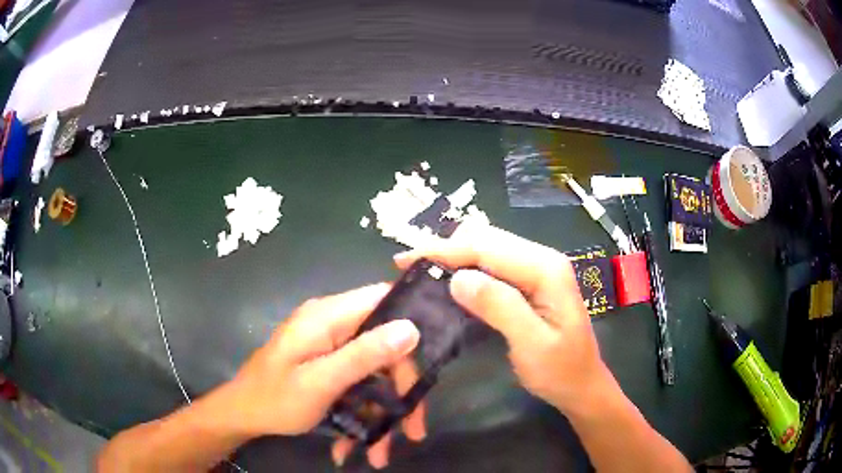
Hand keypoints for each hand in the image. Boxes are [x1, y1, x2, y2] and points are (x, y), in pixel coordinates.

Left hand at [225, 283, 426, 468]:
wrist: (241, 414)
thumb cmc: (275, 398)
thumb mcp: (321, 381)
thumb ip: (364, 355)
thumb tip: (411, 329)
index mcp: (328, 317)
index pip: (383, 299)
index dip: (412, 320)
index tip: (434, 358)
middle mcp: (332, 325)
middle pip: (384, 346)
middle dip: (400, 391)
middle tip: (412, 430)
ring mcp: (330, 346)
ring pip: (373, 372)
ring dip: (379, 413)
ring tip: (380, 452)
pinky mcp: (328, 365)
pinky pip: (356, 384)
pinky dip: (359, 413)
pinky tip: (352, 445)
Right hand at [394, 226, 616, 412]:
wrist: (582, 384)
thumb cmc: (560, 370)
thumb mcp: (531, 344)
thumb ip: (500, 307)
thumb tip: (457, 278)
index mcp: (546, 269)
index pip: (487, 247)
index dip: (444, 250)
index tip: (405, 259)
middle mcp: (542, 259)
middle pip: (486, 239)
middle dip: (445, 249)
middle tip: (409, 267)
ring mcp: (537, 268)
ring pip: (487, 248)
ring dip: (454, 257)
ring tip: (422, 272)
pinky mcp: (530, 282)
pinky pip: (493, 265)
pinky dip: (467, 268)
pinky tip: (450, 281)